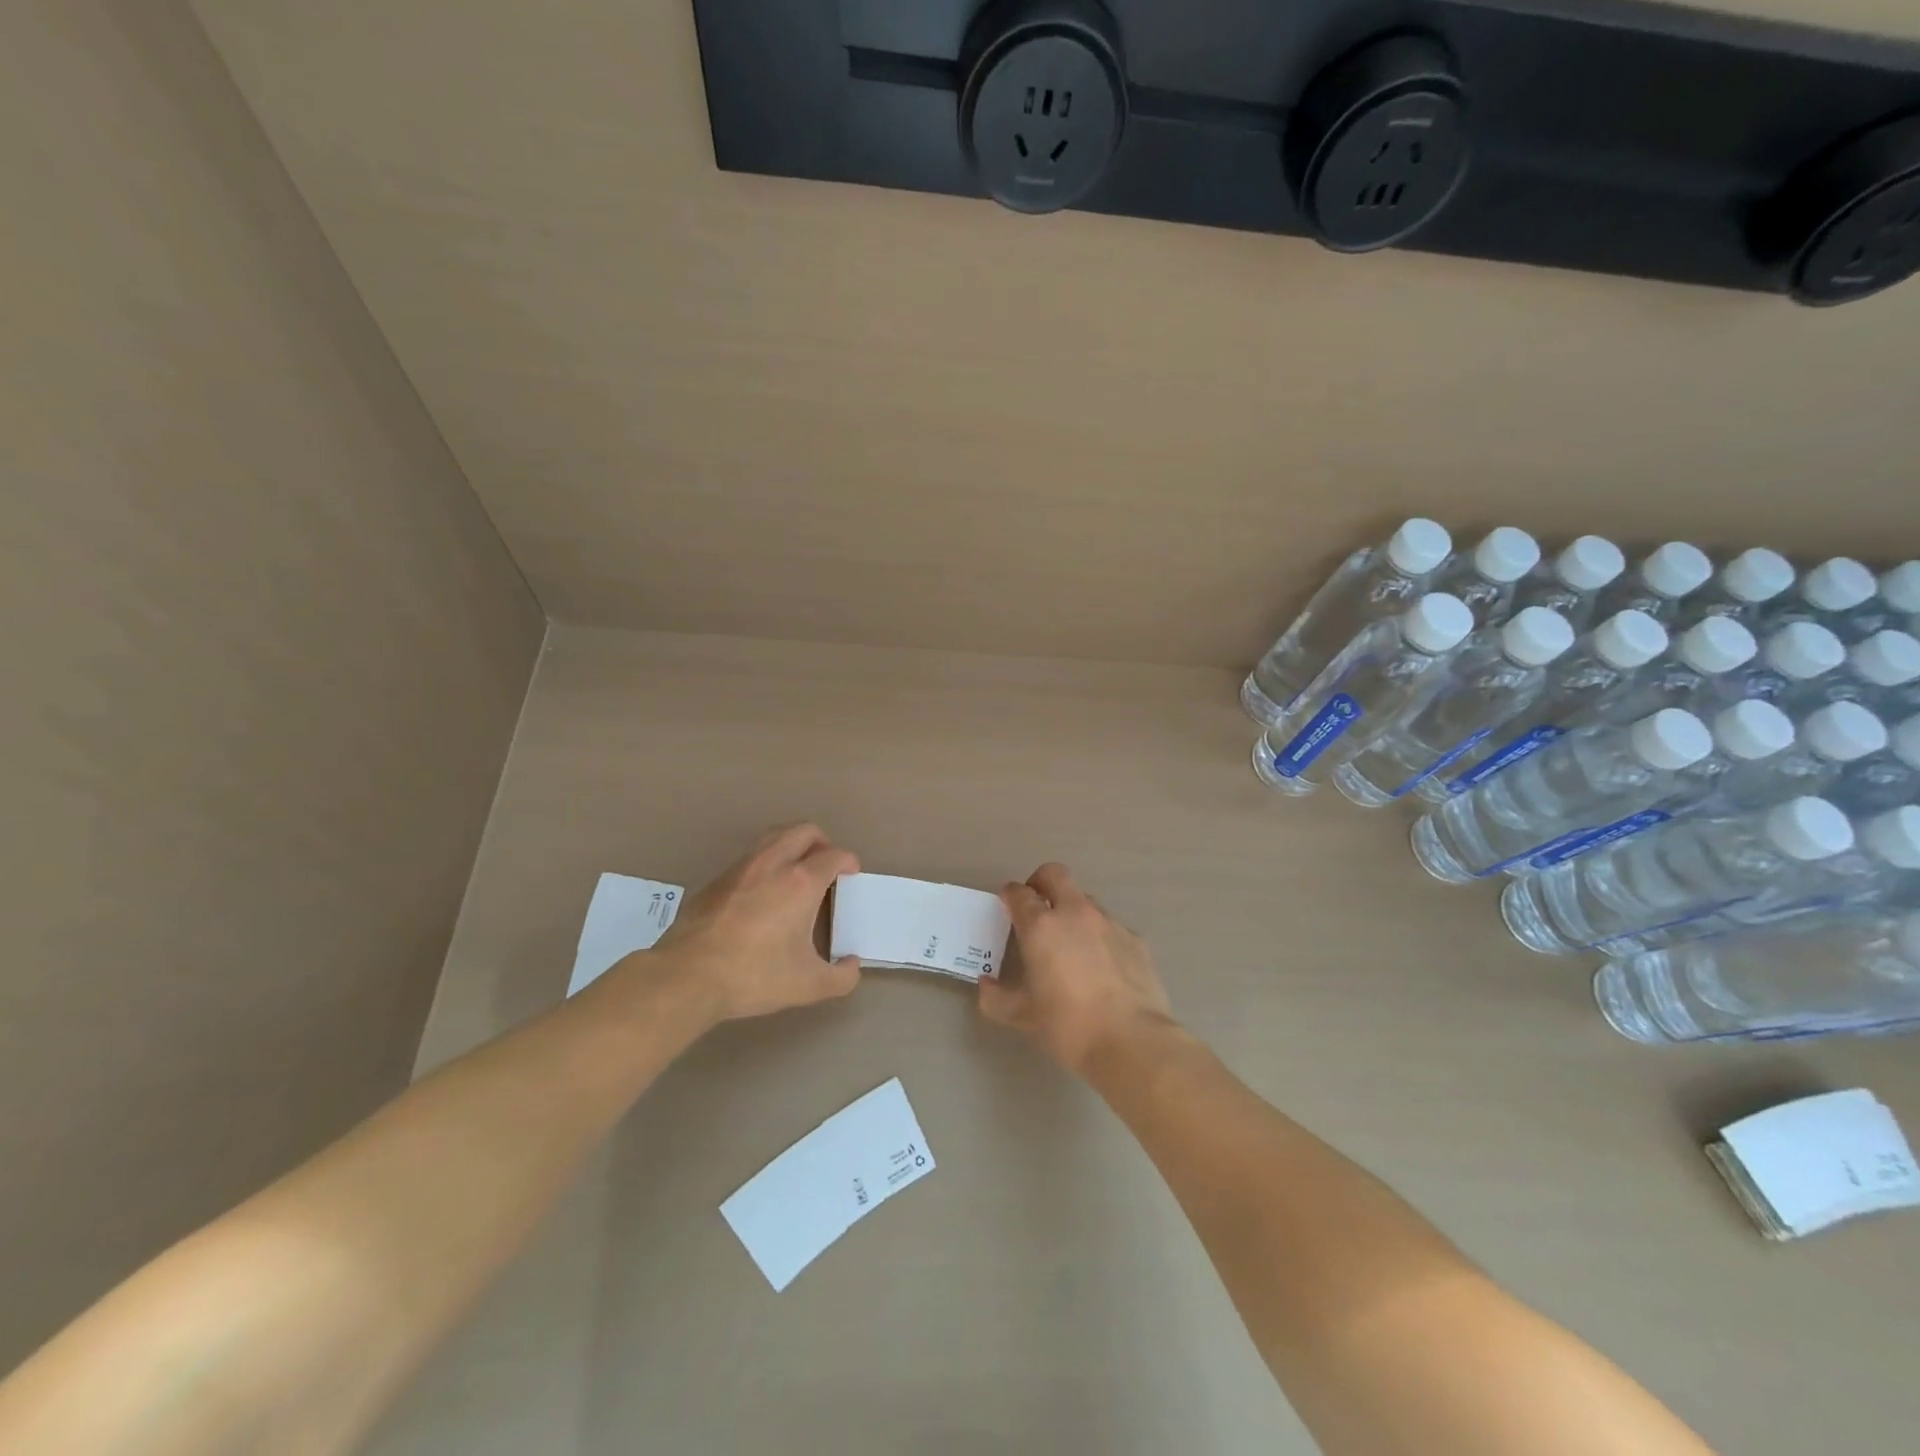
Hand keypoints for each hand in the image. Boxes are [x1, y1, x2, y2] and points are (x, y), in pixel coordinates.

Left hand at [647, 824, 862, 1022]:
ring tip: (797, 868)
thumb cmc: (754, 976)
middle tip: (827, 863)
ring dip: (792, 844)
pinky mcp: (717, 879)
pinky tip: (763, 890)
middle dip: (822, 841)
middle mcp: (773, 864)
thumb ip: (841, 977)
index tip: (851, 873)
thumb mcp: (808, 985)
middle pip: (804, 831)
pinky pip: (750, 856)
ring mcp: (741, 868)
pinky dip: (766, 861)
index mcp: (801, 882)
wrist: (687, 976)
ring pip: (773, 836)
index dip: (848, 861)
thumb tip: (852, 965)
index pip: (833, 855)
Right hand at [979, 863, 1173, 1076]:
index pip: (1019, 893)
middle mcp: (1075, 913)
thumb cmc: (1069, 1025)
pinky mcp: (1135, 939)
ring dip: (1072, 910)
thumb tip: (986, 986)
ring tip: (1070, 944)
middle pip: (1055, 875)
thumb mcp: (1023, 1016)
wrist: (1132, 1041)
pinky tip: (1101, 967)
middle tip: (1036, 908)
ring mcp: (1109, 923)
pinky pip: (1110, 926)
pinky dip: (1099, 936)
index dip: (1010, 895)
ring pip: (1085, 900)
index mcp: (1042, 926)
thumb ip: (997, 998)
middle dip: (1040, 883)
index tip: (1006, 905)